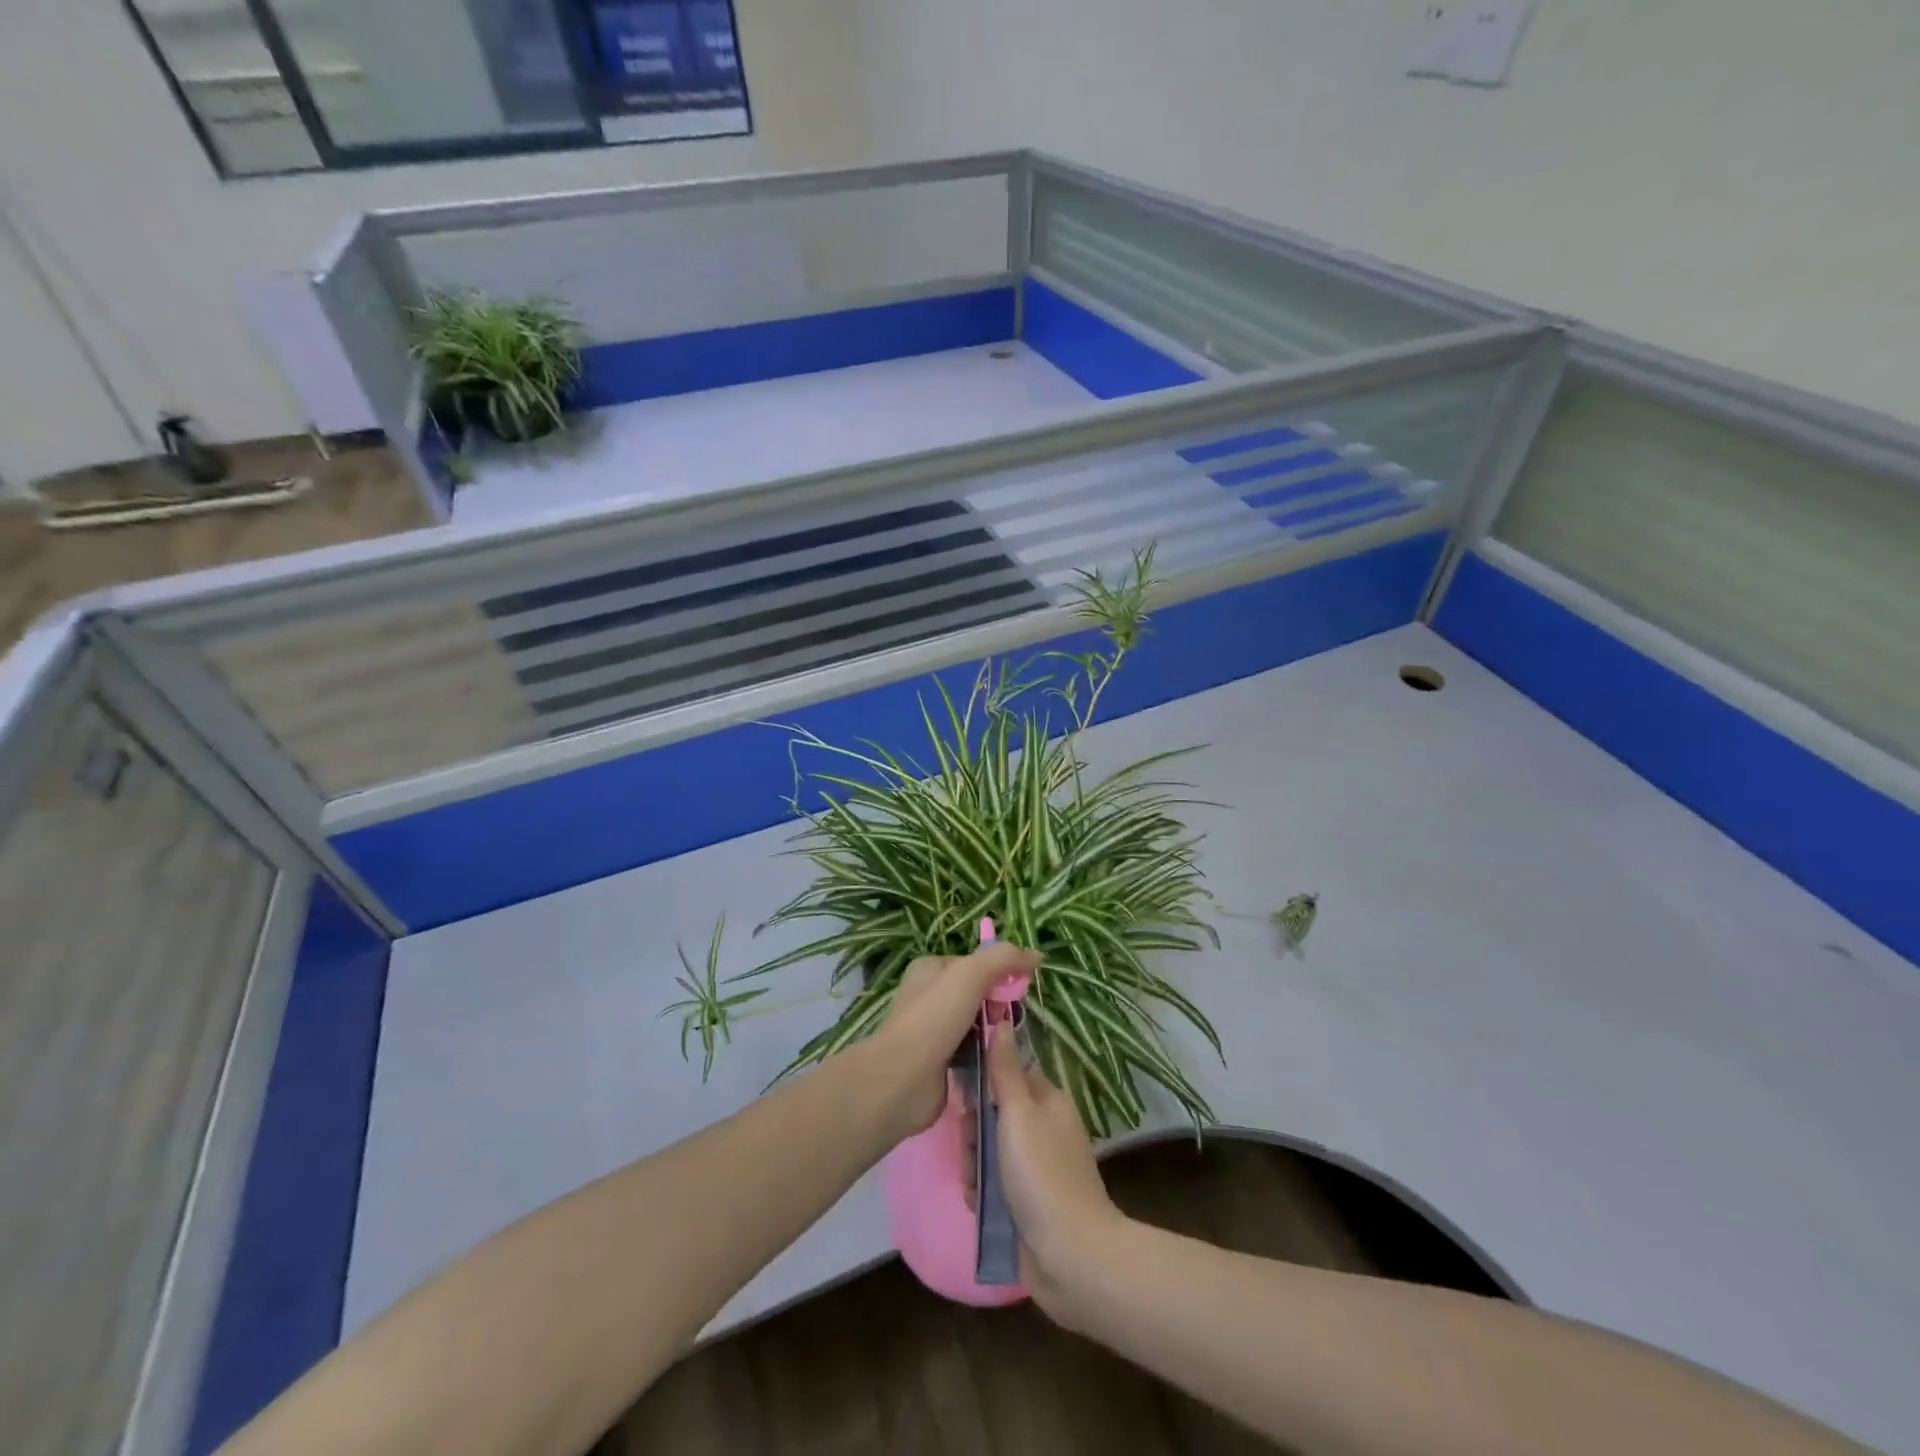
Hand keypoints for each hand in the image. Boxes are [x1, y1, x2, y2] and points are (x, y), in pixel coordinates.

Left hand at [871, 943, 1040, 1137]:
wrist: (902, 1079)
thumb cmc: (934, 1018)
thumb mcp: (970, 975)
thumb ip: (1003, 959)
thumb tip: (1036, 955)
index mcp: (931, 969)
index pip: (976, 964)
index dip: (1000, 974)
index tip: (1018, 990)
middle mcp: (929, 996)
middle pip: (978, 994)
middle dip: (997, 1006)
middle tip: (1006, 1020)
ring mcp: (933, 1030)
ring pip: (977, 1025)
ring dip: (993, 1033)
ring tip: (1004, 1044)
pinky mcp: (940, 1062)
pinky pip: (972, 1052)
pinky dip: (985, 1056)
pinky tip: (995, 1064)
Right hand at [985, 1029, 1127, 1322]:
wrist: (1070, 1256)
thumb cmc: (1042, 1174)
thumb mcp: (1019, 1113)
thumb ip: (1005, 1068)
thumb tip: (1001, 1018)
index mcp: (1046, 1101)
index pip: (1008, 1072)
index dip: (983, 1079)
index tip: (964, 1093)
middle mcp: (1042, 1128)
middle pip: (993, 1113)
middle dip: (974, 1130)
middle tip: (971, 1146)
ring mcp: (1034, 1166)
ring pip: (988, 1149)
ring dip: (975, 1164)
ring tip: (976, 1183)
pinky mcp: (1025, 1201)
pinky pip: (993, 1183)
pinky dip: (983, 1191)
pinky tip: (979, 1203)